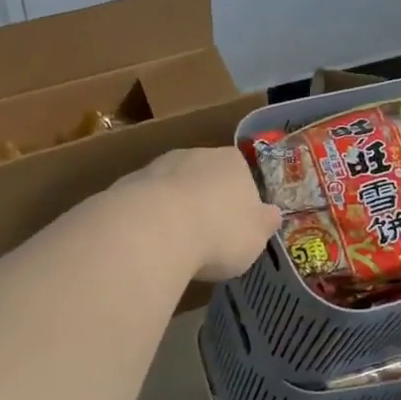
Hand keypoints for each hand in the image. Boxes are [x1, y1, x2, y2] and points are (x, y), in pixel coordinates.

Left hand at [119, 147, 282, 281]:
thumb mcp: (256, 237)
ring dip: (174, 209)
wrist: (155, 229)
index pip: (242, 174)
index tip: (236, 226)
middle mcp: (195, 154)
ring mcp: (158, 166)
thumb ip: (264, 224)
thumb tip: (272, 215)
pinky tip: (149, 244)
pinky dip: (148, 220)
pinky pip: (145, 204)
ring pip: (172, 188)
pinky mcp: (127, 184)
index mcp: (232, 161)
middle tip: (207, 237)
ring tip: (175, 245)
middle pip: (204, 177)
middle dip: (205, 201)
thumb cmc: (219, 233)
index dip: (240, 200)